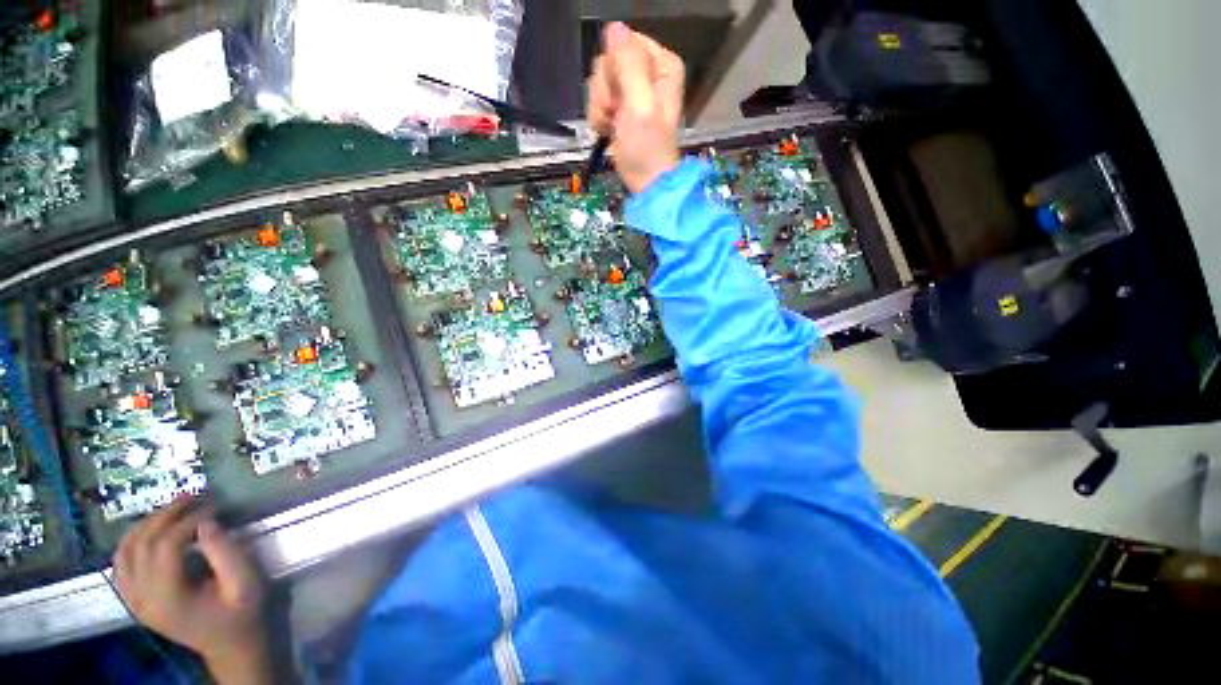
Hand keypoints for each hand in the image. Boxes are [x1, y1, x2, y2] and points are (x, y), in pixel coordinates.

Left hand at [114, 496, 271, 684]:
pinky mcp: (134, 598)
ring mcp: (134, 600)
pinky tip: (150, 531)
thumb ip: (226, 553)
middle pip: (142, 544)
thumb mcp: (245, 584)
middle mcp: (142, 598)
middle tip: (193, 496)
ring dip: (146, 524)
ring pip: (125, 551)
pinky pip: (121, 564)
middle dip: (166, 515)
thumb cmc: (241, 614)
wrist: (229, 645)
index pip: (166, 547)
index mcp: (168, 599)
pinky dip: (132, 541)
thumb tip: (207, 521)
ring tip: (172, 508)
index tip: (214, 506)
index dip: (188, 521)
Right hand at [588, 22, 685, 193]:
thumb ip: (628, 65)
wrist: (645, 182)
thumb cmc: (646, 148)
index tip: (621, 97)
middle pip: (608, 62)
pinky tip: (610, 130)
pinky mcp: (621, 107)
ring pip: (599, 82)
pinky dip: (599, 117)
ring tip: (614, 127)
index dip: (614, 70)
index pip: (623, 43)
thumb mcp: (640, 105)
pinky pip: (598, 99)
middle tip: (617, 115)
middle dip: (606, 92)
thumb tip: (614, 27)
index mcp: (661, 64)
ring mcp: (633, 91)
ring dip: (601, 108)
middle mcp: (648, 72)